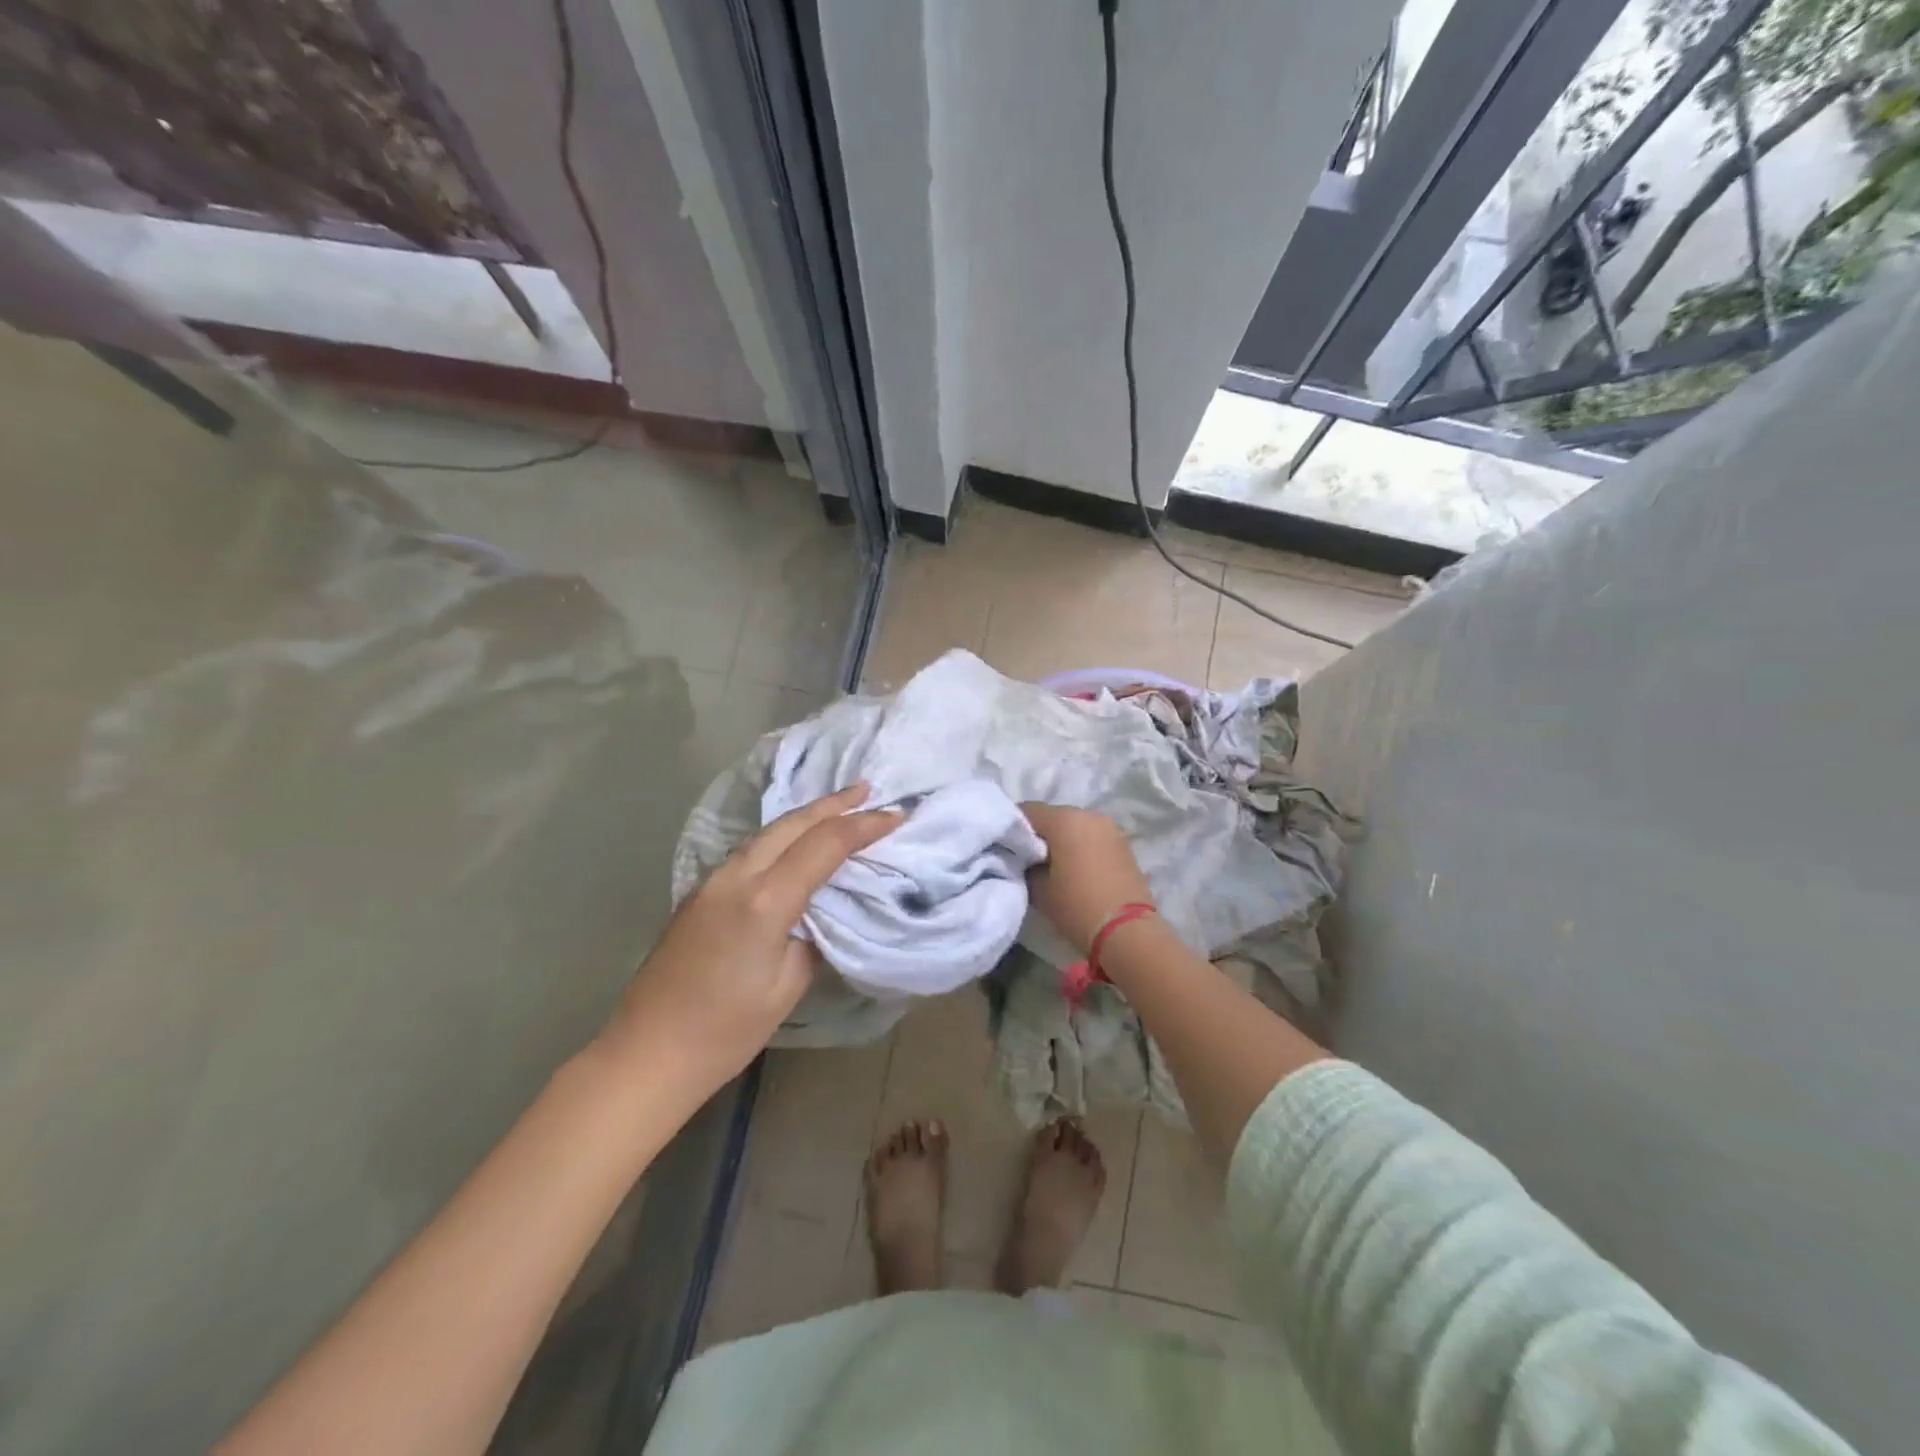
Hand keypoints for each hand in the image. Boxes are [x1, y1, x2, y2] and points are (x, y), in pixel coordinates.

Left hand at [600, 783, 901, 1098]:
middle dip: (834, 804)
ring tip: (839, 807)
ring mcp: (712, 881)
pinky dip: (781, 835)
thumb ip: (812, 936)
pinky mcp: (699, 892)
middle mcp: (736, 877)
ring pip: (767, 832)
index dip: (863, 826)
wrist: (647, 1053)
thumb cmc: (726, 1031)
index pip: (824, 845)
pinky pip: (750, 849)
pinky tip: (795, 840)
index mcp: (764, 901)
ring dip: (806, 816)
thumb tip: (821, 911)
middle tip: (868, 790)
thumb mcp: (787, 986)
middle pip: (792, 824)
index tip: (895, 815)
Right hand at [1020, 803, 1152, 952]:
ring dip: (1062, 841)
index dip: (1013, 828)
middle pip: (1053, 816)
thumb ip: (1027, 865)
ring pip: (1075, 827)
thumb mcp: (1039, 888)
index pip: (1027, 811)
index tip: (1007, 848)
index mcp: (1064, 819)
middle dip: (1039, 834)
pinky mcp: (1123, 845)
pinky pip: (1092, 838)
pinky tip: (1076, 870)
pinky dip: (1081, 848)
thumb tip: (1027, 859)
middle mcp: (1089, 815)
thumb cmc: (1077, 906)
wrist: (1128, 932)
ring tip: (1053, 867)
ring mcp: (1110, 828)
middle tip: (1028, 859)